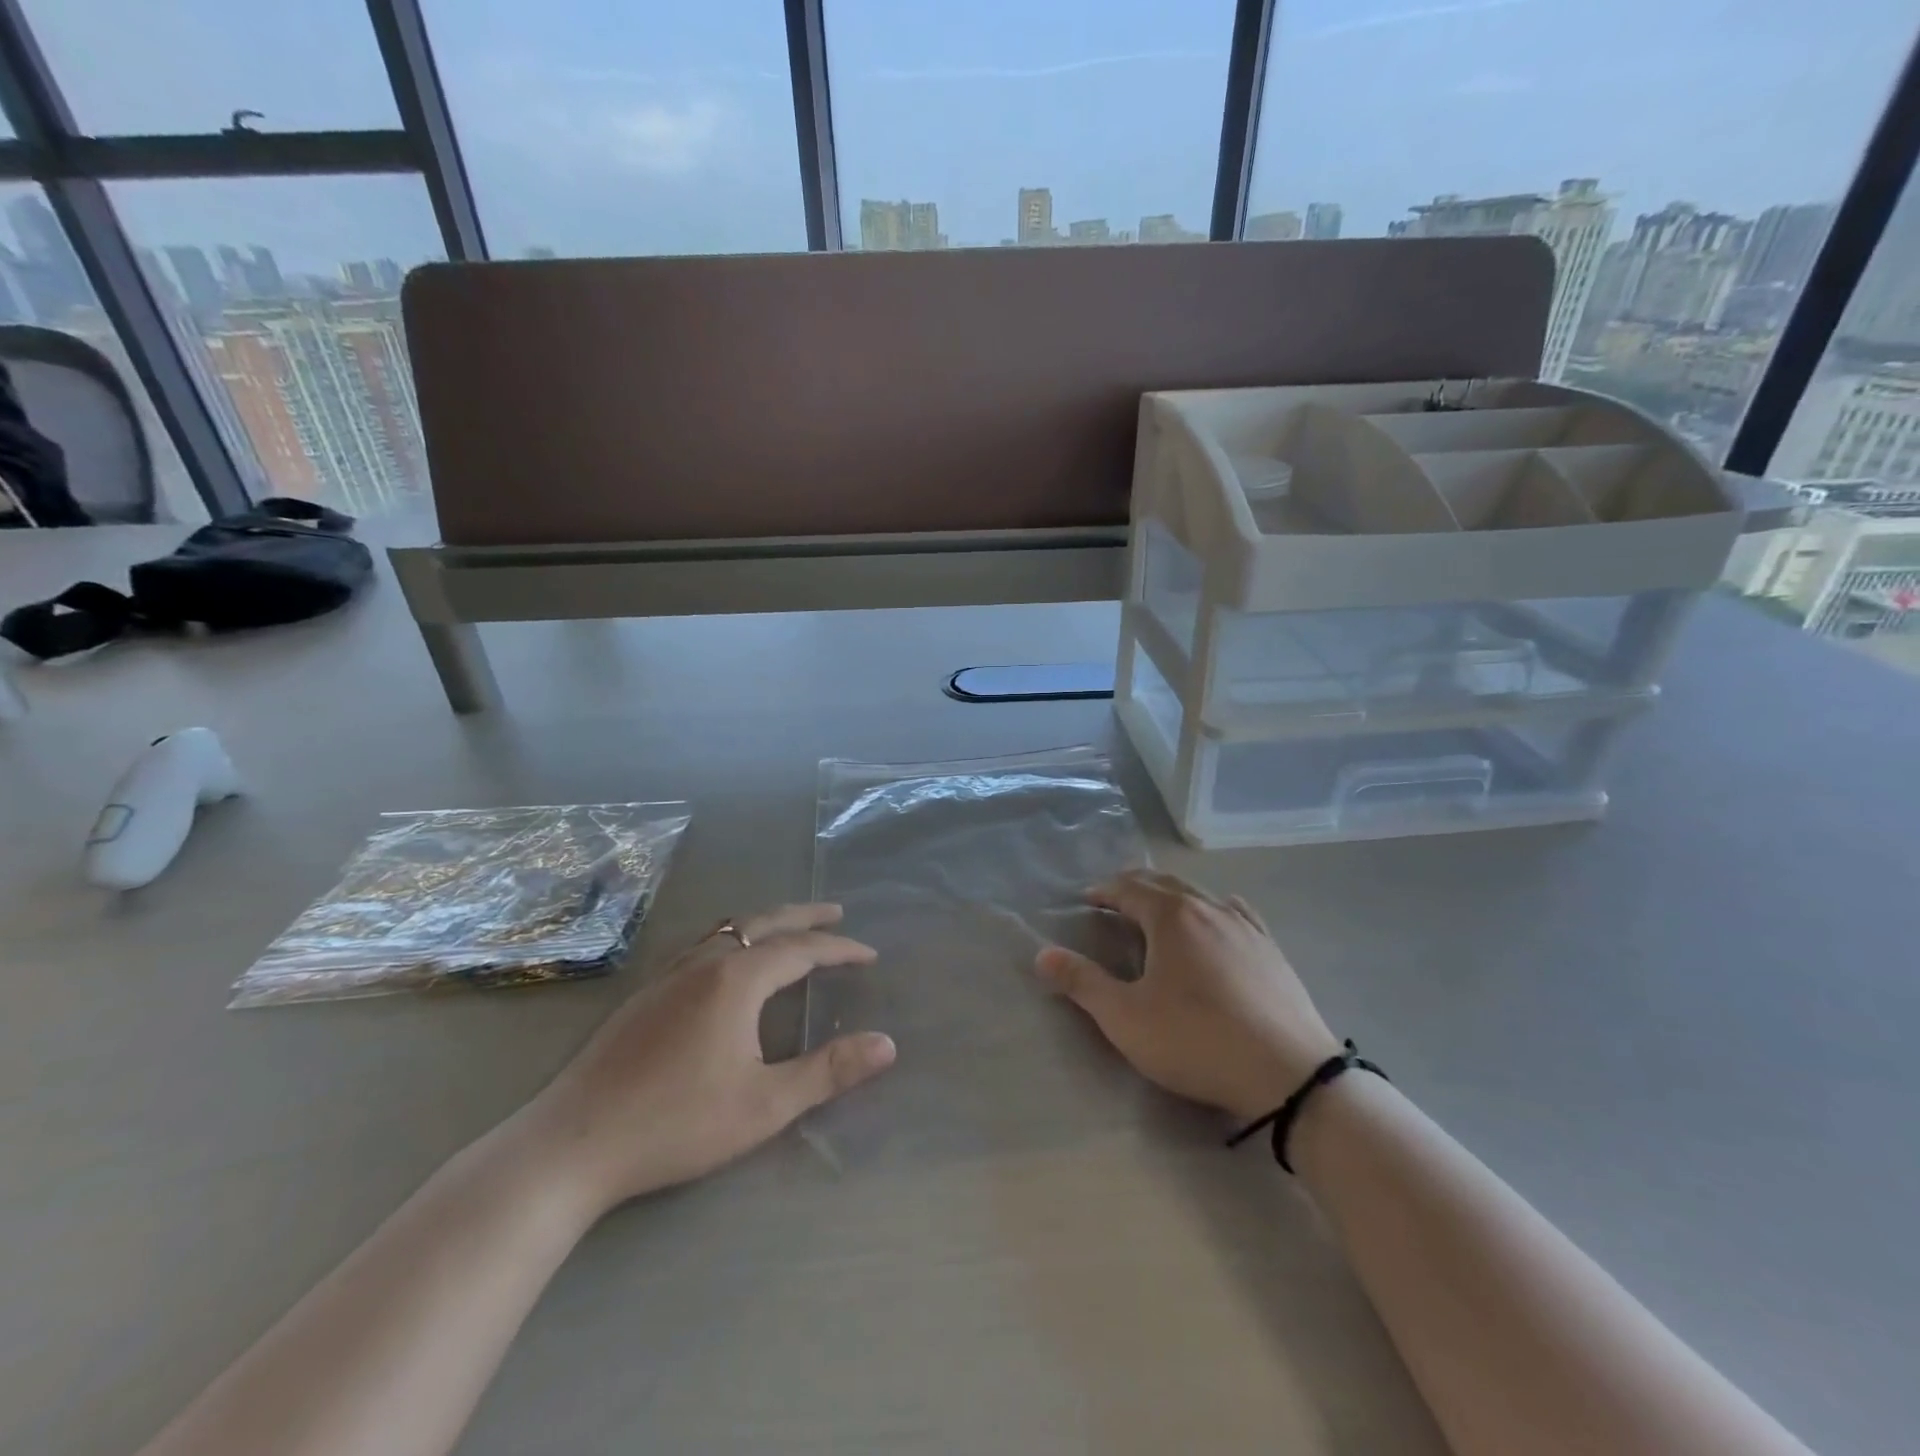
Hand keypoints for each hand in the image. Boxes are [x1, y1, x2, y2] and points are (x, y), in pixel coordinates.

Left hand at [522, 903, 895, 1215]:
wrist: (571, 1144)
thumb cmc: (676, 1123)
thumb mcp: (765, 1105)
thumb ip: (828, 1072)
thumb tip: (887, 1044)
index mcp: (736, 980)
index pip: (801, 949)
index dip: (839, 949)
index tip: (869, 954)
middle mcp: (703, 963)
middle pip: (763, 923)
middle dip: (804, 916)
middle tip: (837, 912)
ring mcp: (668, 975)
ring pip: (727, 929)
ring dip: (765, 922)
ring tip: (788, 928)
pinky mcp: (645, 994)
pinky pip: (702, 944)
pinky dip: (733, 936)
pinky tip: (726, 961)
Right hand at [1035, 871, 1340, 1119]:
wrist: (1289, 1075)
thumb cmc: (1196, 1040)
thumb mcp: (1126, 1018)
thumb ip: (1081, 982)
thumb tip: (1041, 954)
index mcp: (1171, 916)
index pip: (1129, 888)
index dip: (1105, 891)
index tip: (1087, 897)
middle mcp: (1209, 908)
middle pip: (1165, 884)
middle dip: (1135, 886)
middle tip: (1115, 897)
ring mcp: (1245, 926)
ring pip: (1201, 895)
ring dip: (1172, 895)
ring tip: (1158, 909)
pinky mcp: (1271, 949)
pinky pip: (1235, 912)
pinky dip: (1213, 908)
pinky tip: (1219, 918)